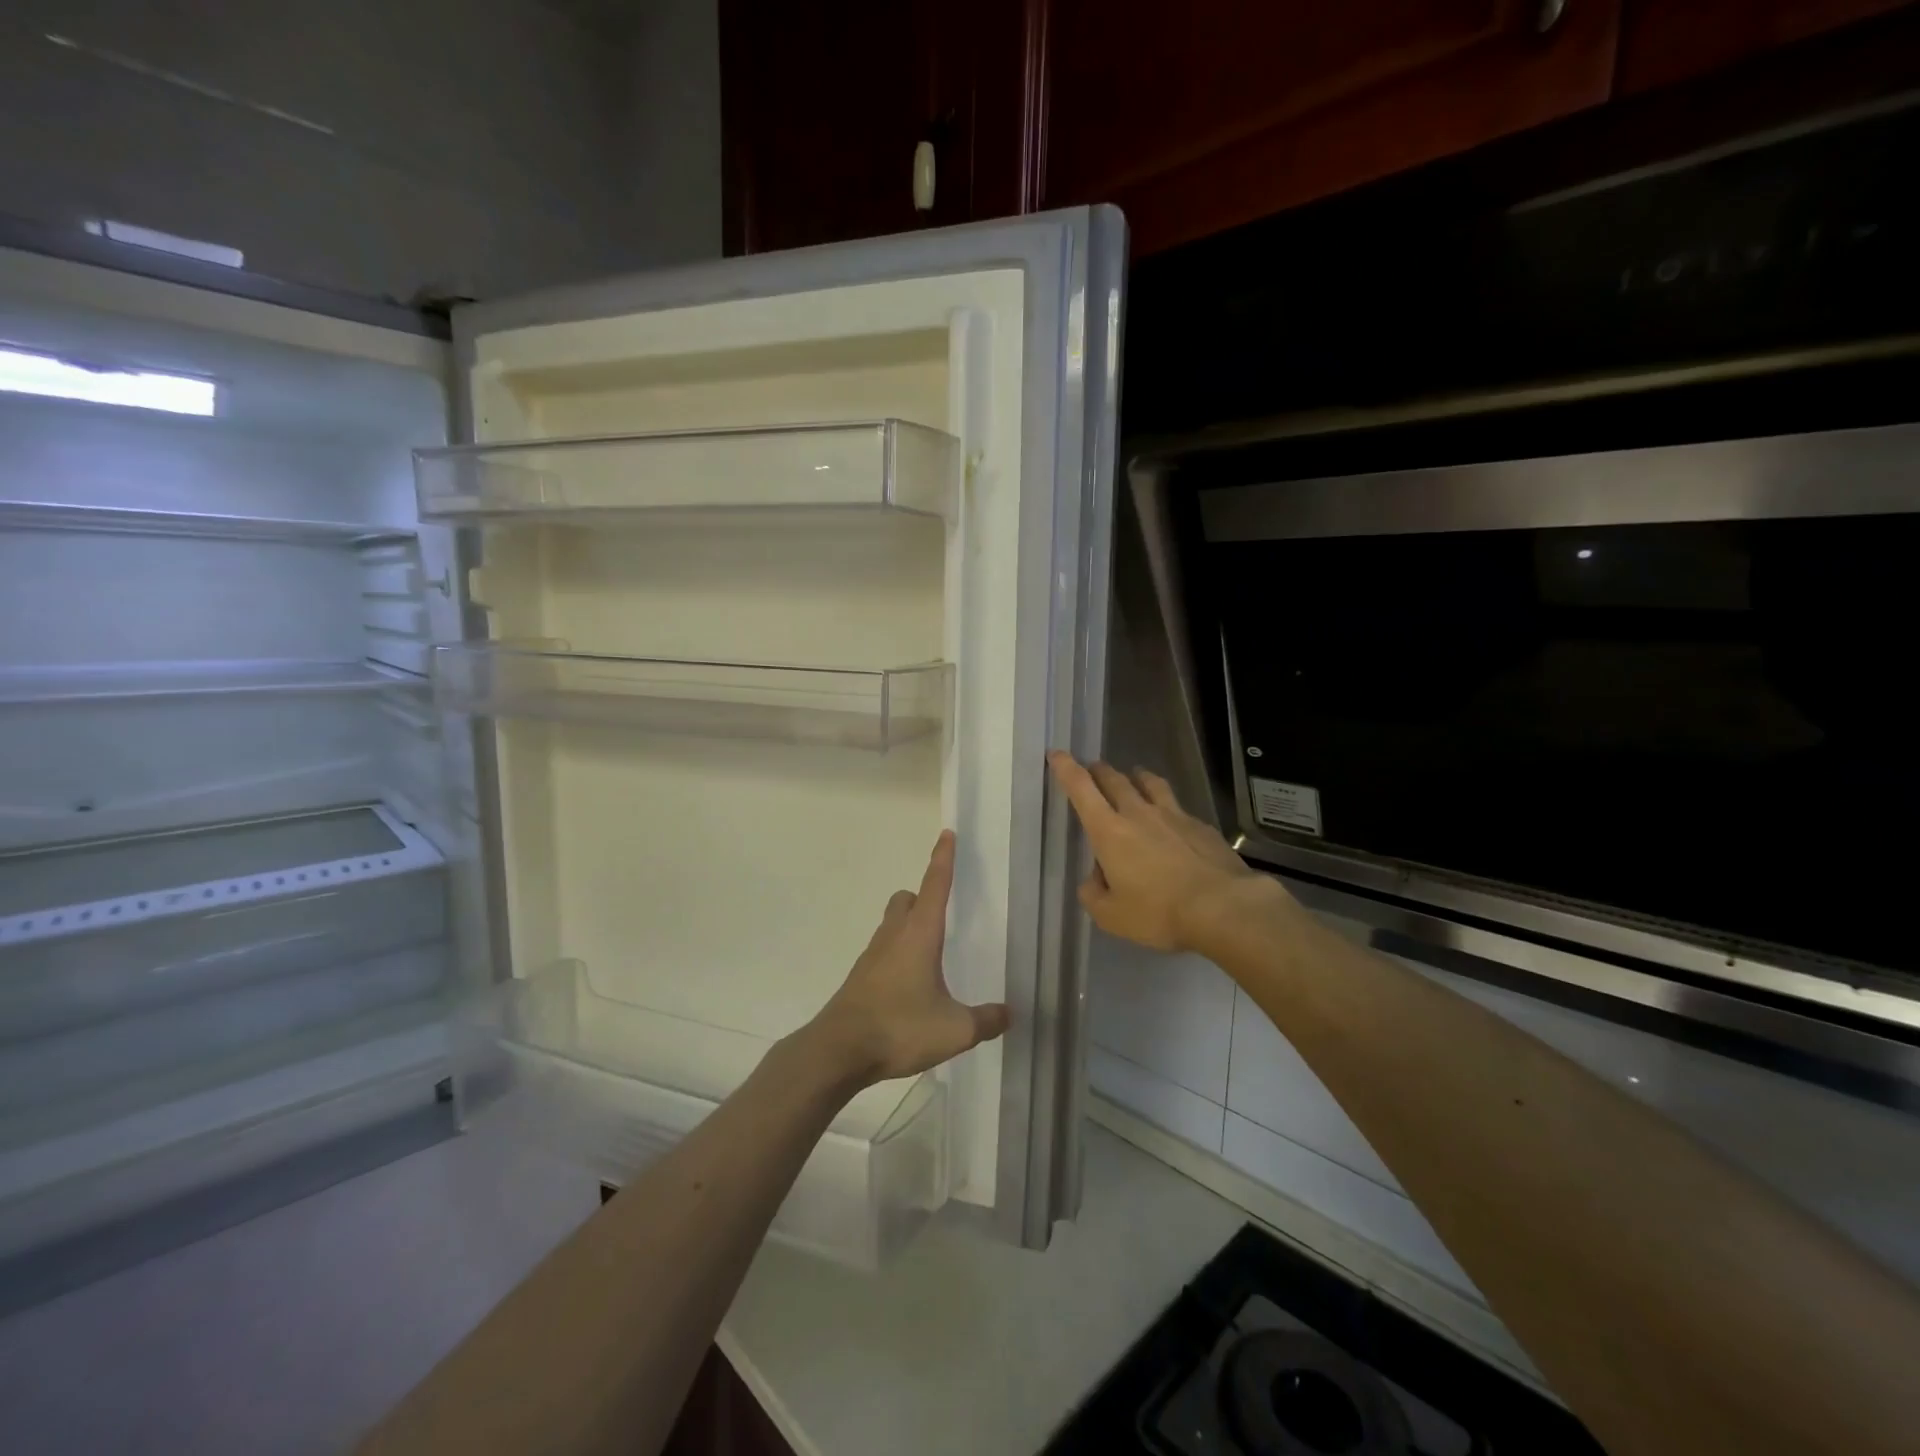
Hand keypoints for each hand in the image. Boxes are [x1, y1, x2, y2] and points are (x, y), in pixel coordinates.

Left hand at [805, 830, 1010, 1087]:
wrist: (838, 1050)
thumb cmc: (899, 1027)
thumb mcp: (954, 1030)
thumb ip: (985, 1020)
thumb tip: (1008, 1014)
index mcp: (920, 934)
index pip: (935, 884)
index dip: (943, 859)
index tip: (947, 834)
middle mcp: (894, 935)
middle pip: (906, 900)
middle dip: (922, 897)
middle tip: (942, 913)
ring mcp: (872, 956)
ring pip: (891, 924)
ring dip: (908, 927)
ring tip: (931, 954)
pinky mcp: (861, 978)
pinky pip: (883, 952)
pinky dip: (897, 956)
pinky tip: (910, 986)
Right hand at [1048, 751, 1274, 952]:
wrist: (1223, 906)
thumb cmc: (1158, 911)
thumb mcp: (1111, 916)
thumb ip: (1093, 894)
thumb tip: (1096, 879)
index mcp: (1109, 831)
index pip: (1081, 789)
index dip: (1066, 769)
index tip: (1057, 754)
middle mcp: (1138, 813)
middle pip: (1114, 779)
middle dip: (1098, 771)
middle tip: (1092, 769)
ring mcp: (1173, 816)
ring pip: (1149, 783)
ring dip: (1136, 776)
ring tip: (1133, 776)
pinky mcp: (1201, 826)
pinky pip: (1177, 806)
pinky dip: (1167, 805)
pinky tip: (1172, 818)